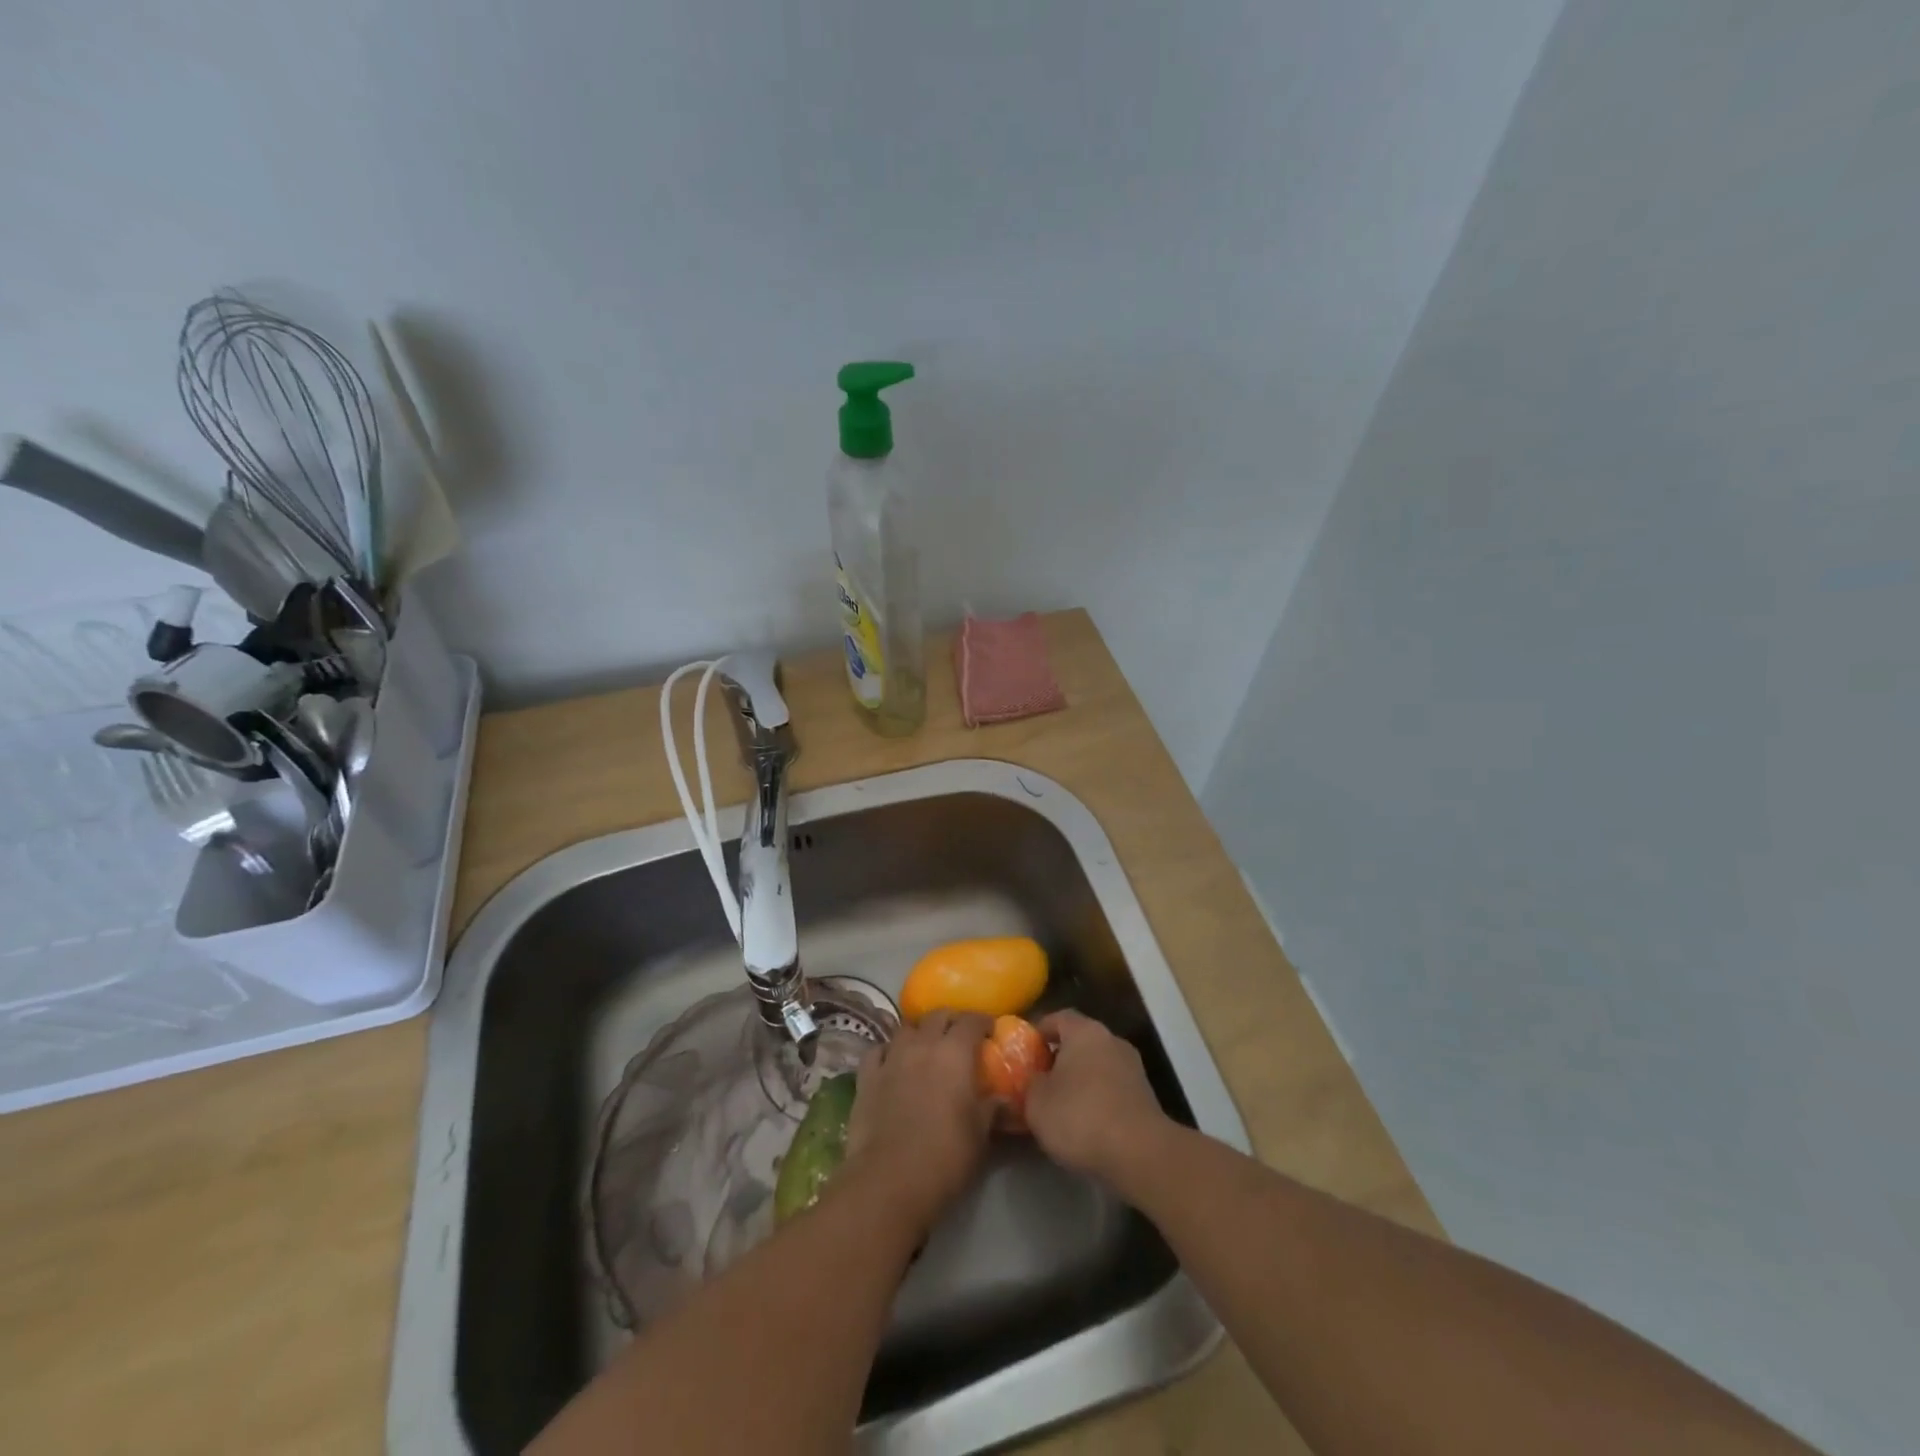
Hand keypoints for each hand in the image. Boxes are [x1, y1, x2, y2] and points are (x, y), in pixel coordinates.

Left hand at [841, 1010, 996, 1235]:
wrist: (890, 1179)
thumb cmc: (945, 1156)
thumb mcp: (980, 1135)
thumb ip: (992, 1109)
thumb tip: (1003, 1099)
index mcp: (954, 1053)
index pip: (971, 1021)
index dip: (982, 1021)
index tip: (990, 1029)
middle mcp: (922, 1045)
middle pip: (937, 1016)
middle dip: (951, 1020)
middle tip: (959, 1035)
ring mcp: (891, 1058)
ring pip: (906, 1028)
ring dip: (919, 1032)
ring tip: (925, 1046)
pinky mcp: (866, 1077)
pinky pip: (877, 1051)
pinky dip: (887, 1051)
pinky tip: (891, 1062)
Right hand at [1024, 1010, 1170, 1183]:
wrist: (1139, 1154)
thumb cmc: (1080, 1116)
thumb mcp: (1037, 1101)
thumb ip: (1030, 1084)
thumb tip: (1034, 1080)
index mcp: (1085, 1031)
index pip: (1058, 1017)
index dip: (1039, 1031)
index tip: (1024, 1049)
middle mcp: (1112, 1041)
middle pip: (1080, 1042)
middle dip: (1059, 1059)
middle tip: (1038, 1080)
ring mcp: (1133, 1069)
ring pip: (1097, 1067)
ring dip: (1079, 1082)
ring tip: (1059, 1107)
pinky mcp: (1145, 1098)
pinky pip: (1112, 1090)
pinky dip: (1097, 1100)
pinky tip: (1084, 1125)